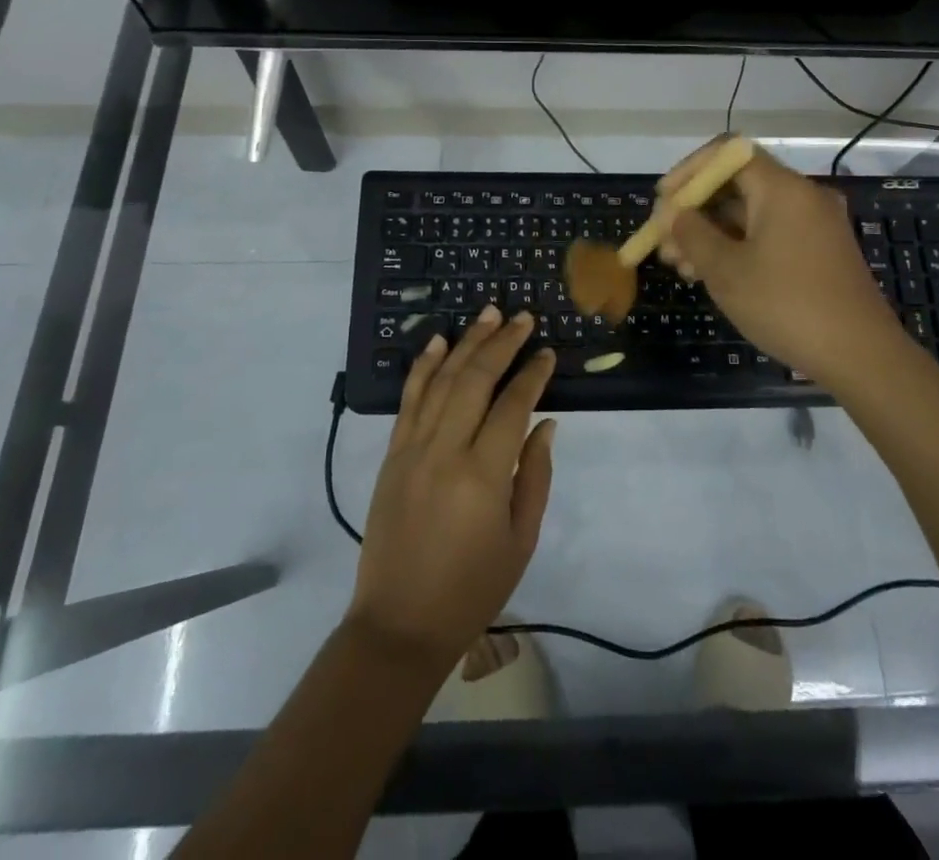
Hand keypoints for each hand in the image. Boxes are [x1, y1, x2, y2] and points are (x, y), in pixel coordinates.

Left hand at [346, 306, 556, 672]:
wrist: (399, 624)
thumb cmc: (472, 589)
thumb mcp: (521, 539)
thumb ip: (535, 476)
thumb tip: (546, 424)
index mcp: (483, 475)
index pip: (512, 405)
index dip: (533, 374)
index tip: (547, 353)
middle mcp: (445, 451)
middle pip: (475, 380)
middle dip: (501, 343)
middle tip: (522, 317)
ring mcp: (412, 449)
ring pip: (441, 380)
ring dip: (466, 343)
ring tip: (488, 313)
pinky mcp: (391, 455)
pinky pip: (409, 400)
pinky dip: (424, 366)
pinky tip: (439, 342)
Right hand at [654, 138, 915, 384]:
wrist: (861, 356)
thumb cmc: (787, 306)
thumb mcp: (727, 271)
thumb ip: (692, 234)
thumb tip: (674, 214)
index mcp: (782, 188)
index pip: (727, 153)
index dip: (689, 171)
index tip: (663, 202)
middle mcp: (802, 196)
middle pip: (737, 183)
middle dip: (694, 209)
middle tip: (664, 242)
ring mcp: (814, 224)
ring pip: (750, 212)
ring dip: (711, 232)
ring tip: (680, 266)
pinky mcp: (819, 250)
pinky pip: (769, 233)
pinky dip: (737, 245)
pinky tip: (711, 274)